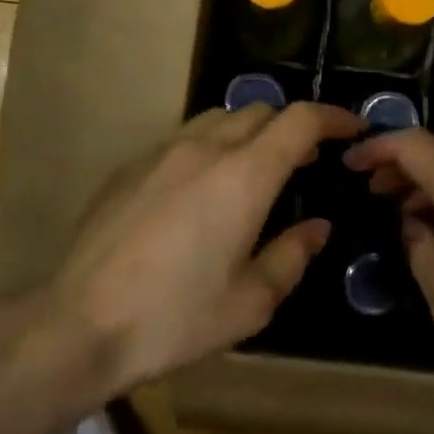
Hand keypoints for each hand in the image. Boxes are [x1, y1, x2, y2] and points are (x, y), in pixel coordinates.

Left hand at [49, 102, 365, 391]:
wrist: (79, 323)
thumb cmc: (175, 318)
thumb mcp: (250, 302)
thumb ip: (291, 255)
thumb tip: (317, 227)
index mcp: (244, 176)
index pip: (299, 119)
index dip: (333, 116)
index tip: (353, 129)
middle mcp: (204, 148)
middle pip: (260, 110)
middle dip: (292, 126)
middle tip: (306, 162)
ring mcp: (160, 152)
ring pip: (218, 118)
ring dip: (248, 132)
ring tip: (255, 171)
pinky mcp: (129, 166)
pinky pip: (182, 139)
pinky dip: (209, 147)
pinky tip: (201, 190)